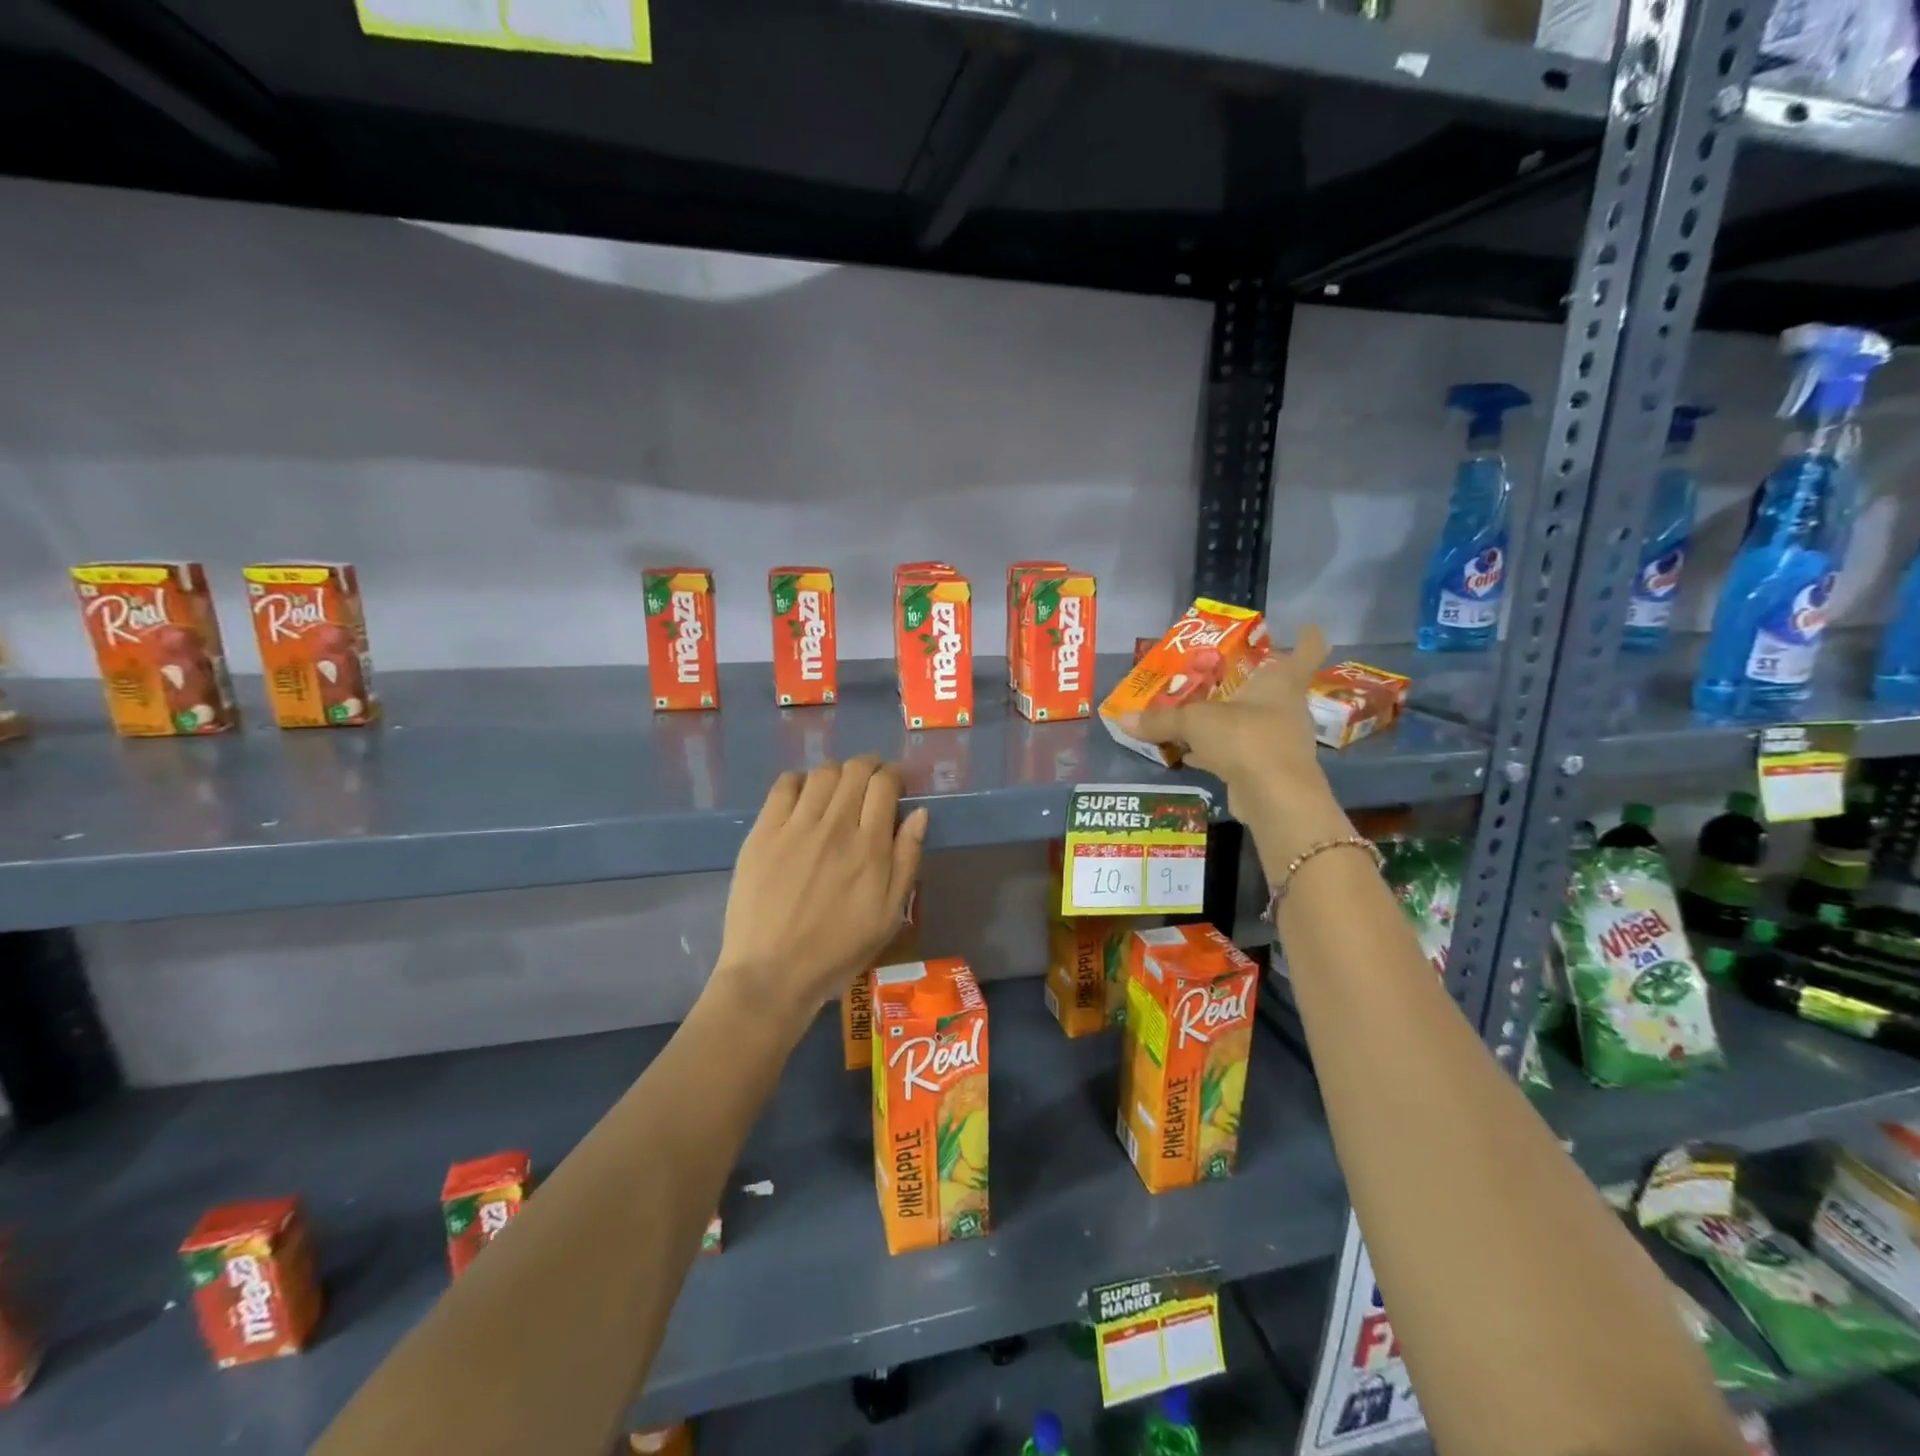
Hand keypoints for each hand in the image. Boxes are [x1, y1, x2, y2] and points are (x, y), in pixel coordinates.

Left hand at [713, 756, 927, 1028]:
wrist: (771, 974)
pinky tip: (803, 797)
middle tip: (870, 783)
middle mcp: (834, 827)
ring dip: (837, 773)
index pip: (884, 784)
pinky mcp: (763, 833)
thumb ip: (907, 859)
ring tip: (837, 791)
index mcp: (869, 847)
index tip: (895, 787)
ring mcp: (795, 827)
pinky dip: (799, 781)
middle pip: (855, 770)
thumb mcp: (889, 915)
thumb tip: (919, 813)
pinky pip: (783, 786)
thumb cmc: (837, 950)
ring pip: (822, 773)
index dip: (893, 776)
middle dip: (869, 767)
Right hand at [1121, 623, 1336, 831]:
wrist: (1275, 797)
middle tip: (1218, 673)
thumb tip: (1123, 719)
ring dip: (1229, 719)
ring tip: (1197, 711)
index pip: (1307, 651)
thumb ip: (1161, 720)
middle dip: (1248, 681)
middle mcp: (1286, 708)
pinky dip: (1216, 751)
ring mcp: (1279, 741)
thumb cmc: (1246, 738)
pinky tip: (1190, 753)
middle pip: (1273, 688)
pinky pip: (1238, 752)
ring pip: (1252, 722)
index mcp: (1281, 683)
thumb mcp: (1195, 722)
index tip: (1302, 627)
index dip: (1306, 637)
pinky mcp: (1267, 770)